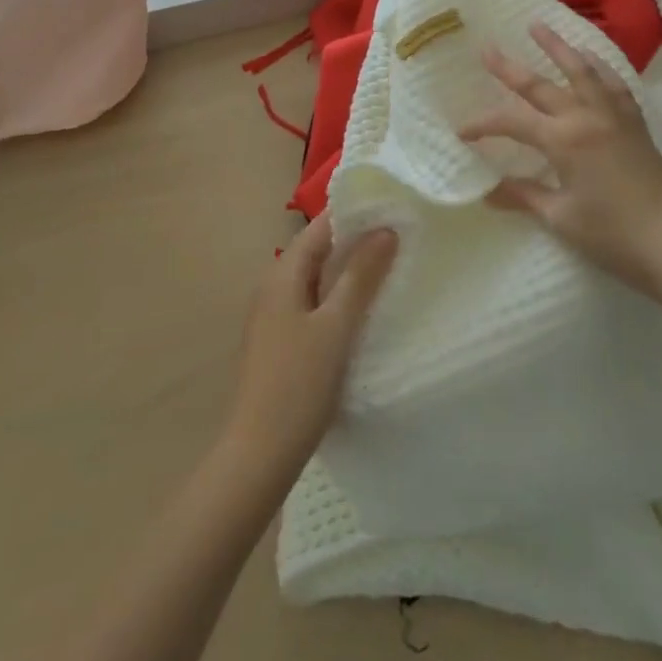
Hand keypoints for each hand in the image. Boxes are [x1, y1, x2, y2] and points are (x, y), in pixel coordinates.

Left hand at [222, 213, 396, 483]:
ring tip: (393, 266)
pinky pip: (315, 304)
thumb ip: (360, 277)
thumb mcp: (335, 327)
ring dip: (350, 271)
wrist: (258, 454)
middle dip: (357, 241)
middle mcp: (274, 287)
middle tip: (402, 235)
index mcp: (282, 275)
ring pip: (318, 279)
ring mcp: (276, 315)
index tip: (393, 206)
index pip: (320, 227)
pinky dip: (340, 297)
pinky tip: (367, 310)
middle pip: (318, 250)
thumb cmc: (297, 385)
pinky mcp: (283, 341)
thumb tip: (385, 229)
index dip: (354, 213)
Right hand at [458, 22, 661, 299]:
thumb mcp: (561, 218)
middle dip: (510, 68)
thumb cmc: (614, 235)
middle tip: (487, 49)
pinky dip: (599, 67)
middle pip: (541, 85)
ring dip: (558, 48)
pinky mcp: (635, 124)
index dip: (483, 124)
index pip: (512, 122)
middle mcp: (587, 117)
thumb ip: (524, 196)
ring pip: (582, 71)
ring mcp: (615, 117)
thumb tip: (488, 192)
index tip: (461, 131)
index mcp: (564, 140)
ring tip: (539, 26)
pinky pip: (614, 84)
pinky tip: (592, 60)